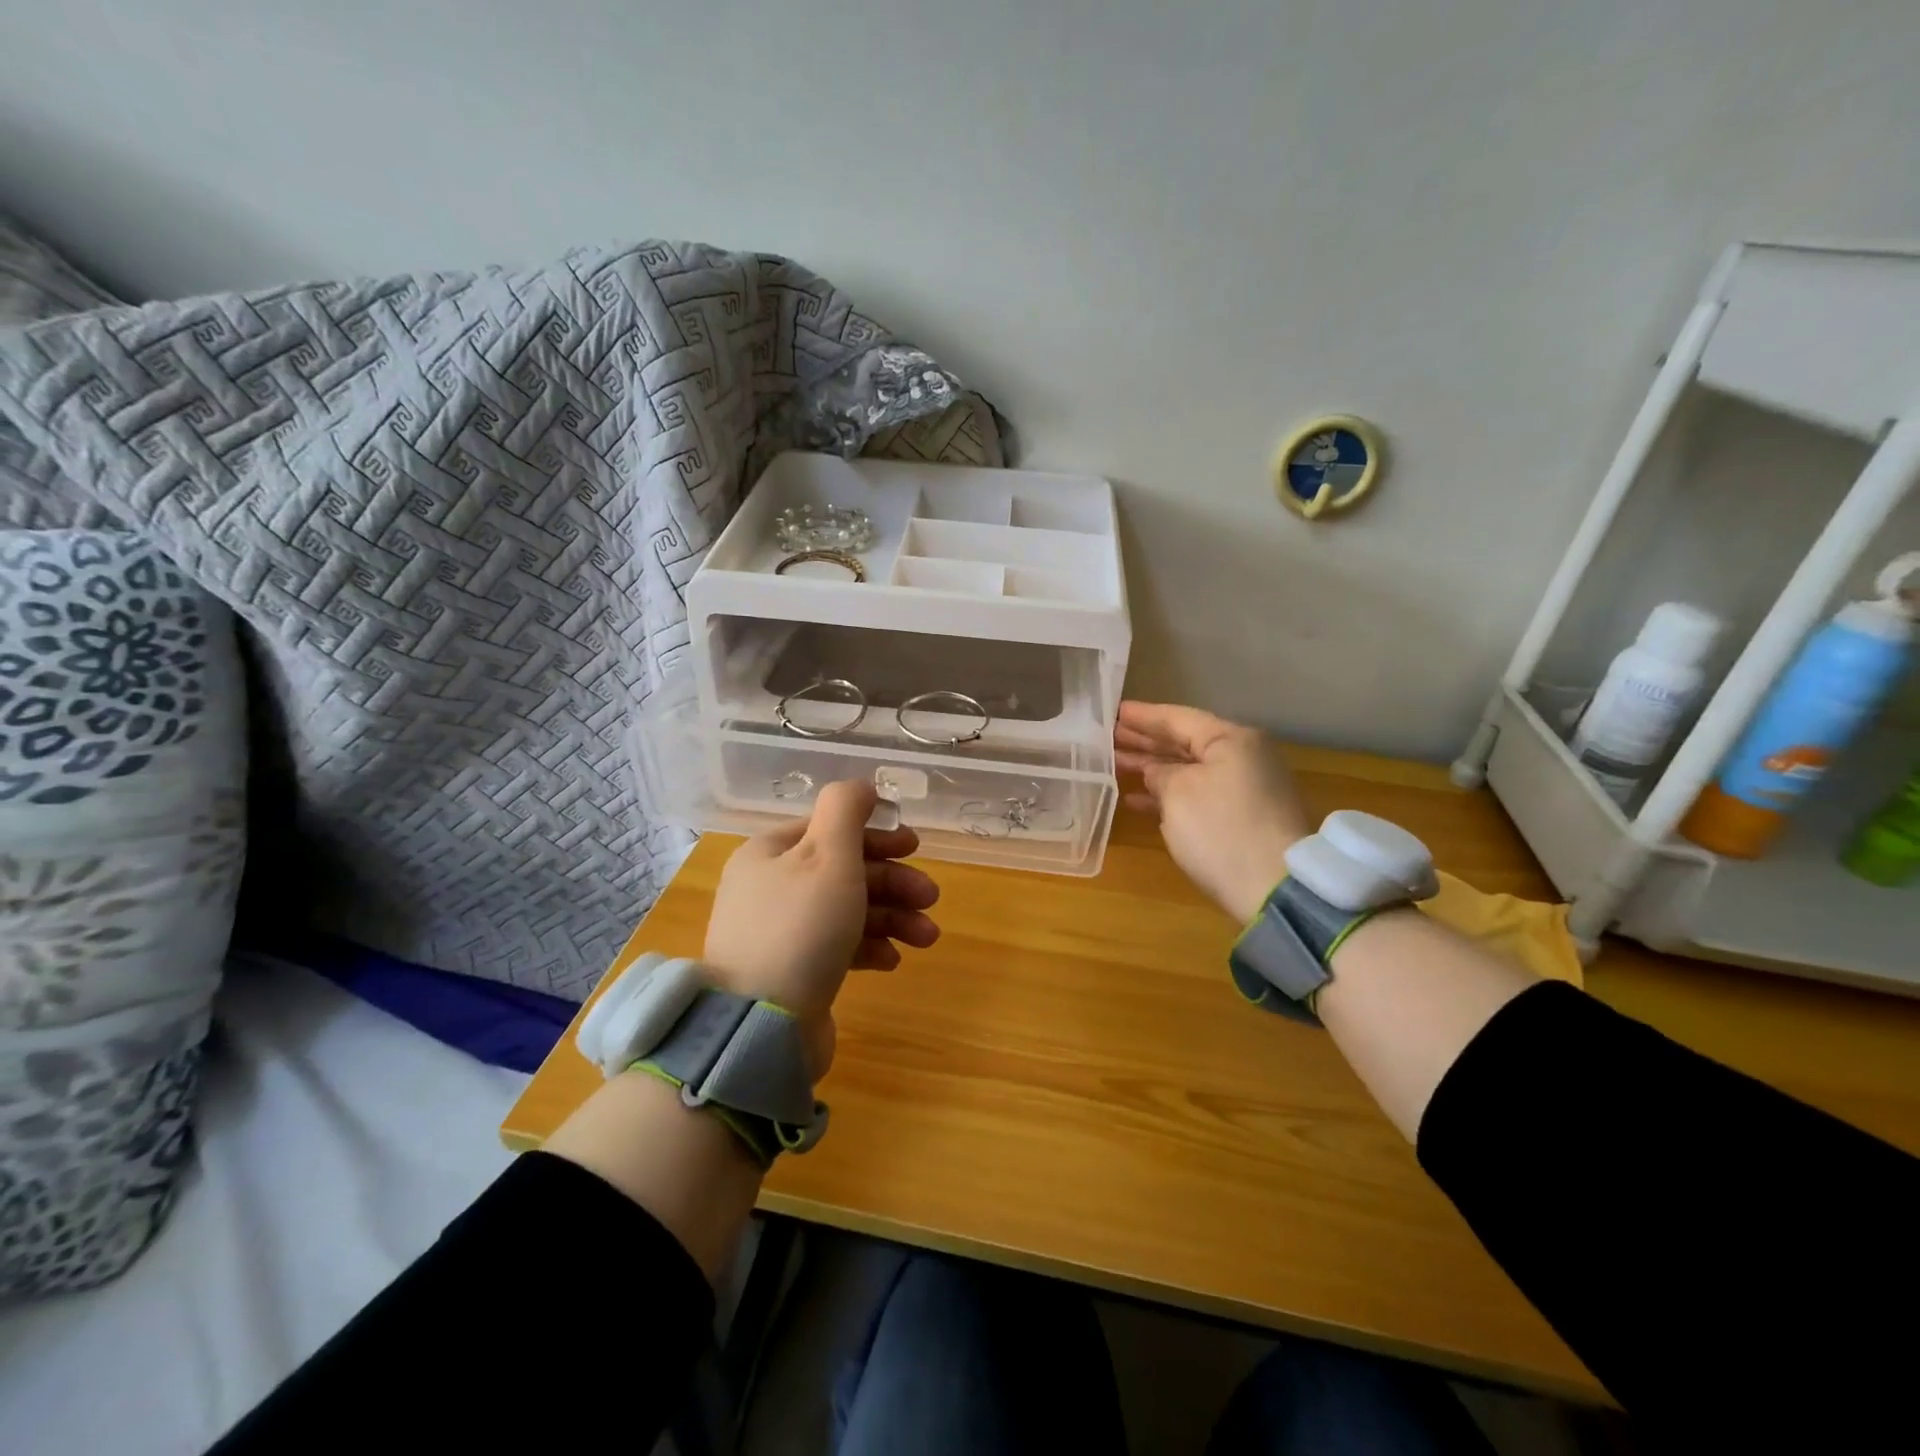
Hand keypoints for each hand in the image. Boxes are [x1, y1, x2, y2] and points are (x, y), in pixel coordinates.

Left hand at [704, 780, 939, 1075]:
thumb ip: (846, 810)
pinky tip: (892, 961)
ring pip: (845, 910)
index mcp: (771, 852)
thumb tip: (861, 785)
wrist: (760, 1028)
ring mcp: (778, 932)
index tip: (915, 846)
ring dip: (891, 917)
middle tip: (931, 897)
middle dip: (893, 882)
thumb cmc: (802, 928)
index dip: (876, 834)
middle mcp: (770, 887)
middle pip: (843, 870)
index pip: (830, 829)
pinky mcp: (791, 971)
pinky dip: (868, 947)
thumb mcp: (828, 856)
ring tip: (927, 937)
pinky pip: (836, 946)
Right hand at [1115, 701, 1313, 923]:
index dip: (1143, 715)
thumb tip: (1154, 772)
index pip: (1178, 718)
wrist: (1273, 887)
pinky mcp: (1241, 817)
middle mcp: (1242, 757)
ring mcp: (1244, 788)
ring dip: (1152, 767)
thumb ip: (1159, 773)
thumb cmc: (1221, 829)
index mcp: (1231, 740)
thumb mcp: (1178, 793)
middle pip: (1185, 742)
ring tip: (1114, 763)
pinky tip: (1136, 800)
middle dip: (1145, 740)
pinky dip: (1168, 794)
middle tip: (1109, 735)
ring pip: (1189, 769)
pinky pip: (1197, 793)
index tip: (1112, 711)